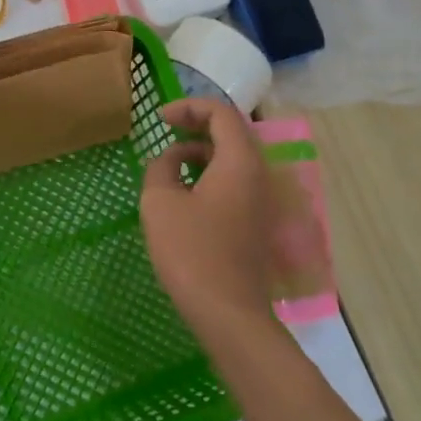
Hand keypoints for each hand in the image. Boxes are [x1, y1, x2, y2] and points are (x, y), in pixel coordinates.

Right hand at [139, 98, 277, 343]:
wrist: (228, 313)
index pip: (221, 113)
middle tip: (165, 131)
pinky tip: (184, 194)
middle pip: (231, 132)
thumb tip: (169, 160)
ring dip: (202, 152)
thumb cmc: (192, 252)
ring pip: (233, 159)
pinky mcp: (255, 223)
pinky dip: (209, 174)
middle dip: (197, 125)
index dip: (189, 107)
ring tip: (169, 163)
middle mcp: (258, 174)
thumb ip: (161, 167)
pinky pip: (234, 182)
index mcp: (240, 161)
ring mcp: (260, 201)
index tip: (159, 119)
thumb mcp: (160, 202)